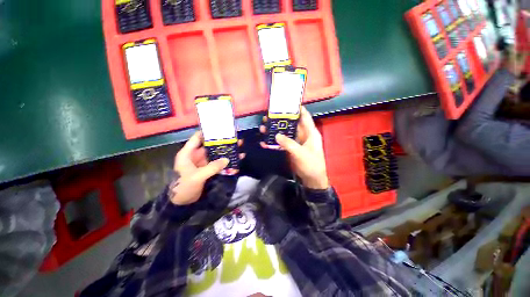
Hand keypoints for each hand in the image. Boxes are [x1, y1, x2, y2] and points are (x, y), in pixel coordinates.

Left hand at [171, 131, 244, 204]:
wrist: (181, 204)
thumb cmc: (183, 187)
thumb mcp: (197, 176)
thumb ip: (212, 167)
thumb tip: (227, 160)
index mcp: (188, 153)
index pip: (197, 138)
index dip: (208, 132)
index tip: (220, 128)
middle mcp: (196, 156)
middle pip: (210, 146)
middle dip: (222, 142)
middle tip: (235, 137)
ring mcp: (203, 163)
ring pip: (216, 154)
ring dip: (226, 152)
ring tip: (239, 146)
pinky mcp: (208, 170)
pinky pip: (218, 164)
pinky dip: (226, 162)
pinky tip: (236, 160)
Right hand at [260, 107, 328, 189]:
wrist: (311, 179)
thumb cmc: (311, 164)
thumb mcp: (301, 153)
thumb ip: (288, 144)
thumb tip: (276, 135)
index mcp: (310, 133)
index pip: (304, 117)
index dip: (297, 109)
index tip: (287, 103)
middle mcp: (303, 135)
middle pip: (291, 124)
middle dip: (280, 120)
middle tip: (268, 117)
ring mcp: (296, 142)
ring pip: (285, 133)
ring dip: (275, 131)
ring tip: (263, 128)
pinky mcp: (291, 149)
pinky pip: (282, 143)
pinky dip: (274, 142)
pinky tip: (265, 142)